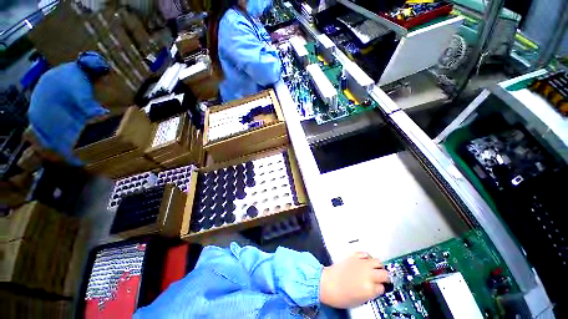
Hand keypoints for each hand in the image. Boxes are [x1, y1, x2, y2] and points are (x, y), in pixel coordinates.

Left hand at [319, 252, 389, 308]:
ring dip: (378, 266)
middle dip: (384, 277)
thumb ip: (371, 294)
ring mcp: (361, 264)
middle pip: (384, 274)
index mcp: (370, 289)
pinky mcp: (353, 256)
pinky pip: (365, 253)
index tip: (379, 288)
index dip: (381, 288)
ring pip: (377, 262)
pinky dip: (367, 257)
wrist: (327, 284)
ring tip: (375, 269)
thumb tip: (376, 288)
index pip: (383, 287)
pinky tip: (366, 261)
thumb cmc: (341, 296)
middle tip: (381, 279)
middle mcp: (368, 275)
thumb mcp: (361, 301)